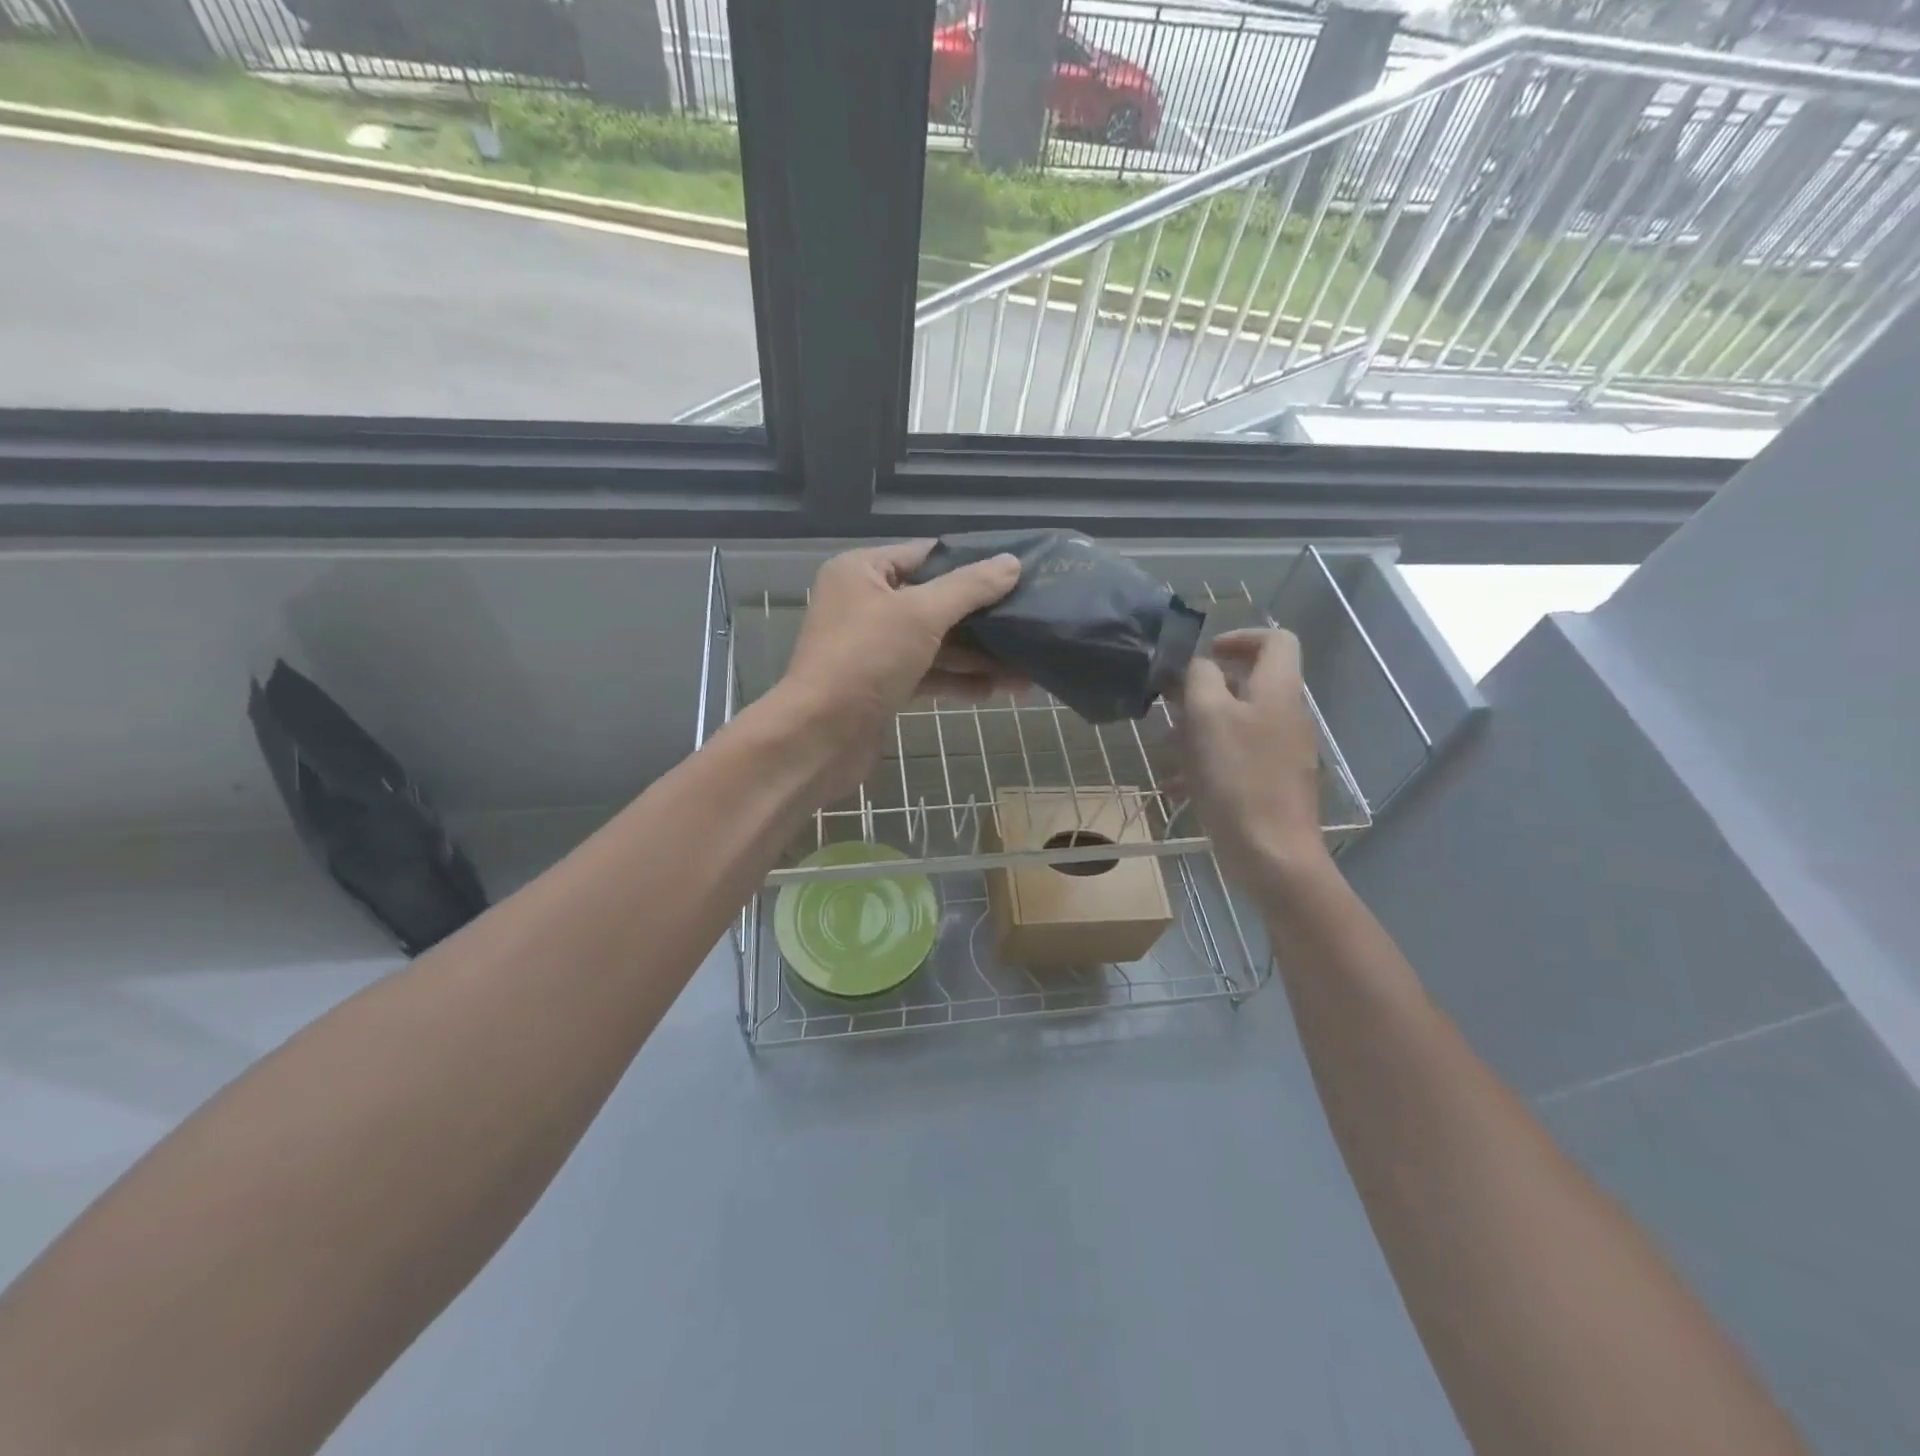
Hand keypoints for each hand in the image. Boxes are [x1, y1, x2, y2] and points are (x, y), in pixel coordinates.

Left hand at [775, 541, 1023, 799]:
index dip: (973, 563)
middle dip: (982, 618)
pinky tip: (994, 691)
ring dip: (976, 656)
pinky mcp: (880, 686)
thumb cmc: (865, 660)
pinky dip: (956, 681)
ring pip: (934, 643)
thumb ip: (969, 588)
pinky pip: (926, 674)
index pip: (927, 555)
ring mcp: (872, 648)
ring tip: (1025, 668)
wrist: (819, 737)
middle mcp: (864, 604)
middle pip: (934, 602)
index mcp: (863, 572)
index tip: (1018, 572)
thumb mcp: (921, 614)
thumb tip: (1012, 563)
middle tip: (1030, 622)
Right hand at [1173, 629, 1329, 886]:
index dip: (1239, 637)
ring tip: (1167, 754)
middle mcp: (1285, 715)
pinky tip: (1176, 787)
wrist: (1271, 852)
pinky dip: (1205, 764)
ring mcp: (1280, 751)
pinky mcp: (1269, 782)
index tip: (1203, 656)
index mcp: (1278, 690)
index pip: (1276, 640)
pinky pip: (1234, 758)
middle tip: (1171, 708)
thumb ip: (1200, 678)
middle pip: (1247, 683)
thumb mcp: (1208, 716)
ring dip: (1197, 731)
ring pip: (1235, 723)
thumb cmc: (1237, 777)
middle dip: (1203, 692)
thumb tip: (1198, 666)